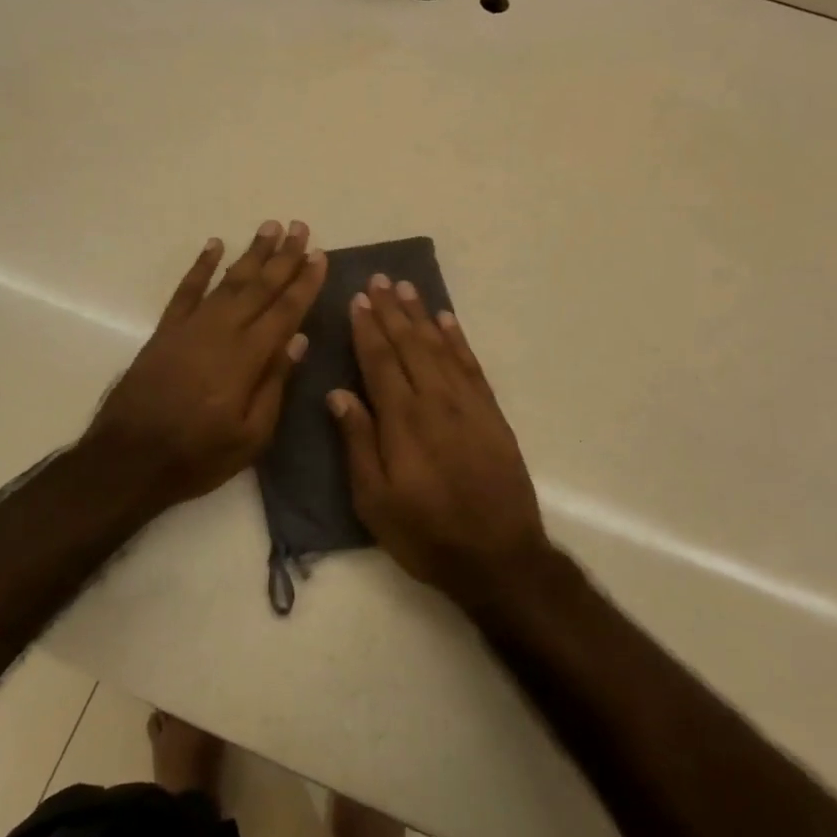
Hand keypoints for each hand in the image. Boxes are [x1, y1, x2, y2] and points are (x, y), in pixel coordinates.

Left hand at [85, 220, 325, 511]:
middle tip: (301, 227)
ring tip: (270, 227)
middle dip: (283, 257)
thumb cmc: (198, 456)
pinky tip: (214, 245)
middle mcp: (221, 332)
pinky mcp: (165, 331)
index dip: (304, 282)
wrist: (127, 460)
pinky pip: (186, 290)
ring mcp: (190, 327)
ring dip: (251, 253)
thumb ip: (275, 384)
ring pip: (228, 281)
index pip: (285, 311)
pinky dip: (201, 266)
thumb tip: (298, 339)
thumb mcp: (251, 436)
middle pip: (259, 287)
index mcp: (247, 358)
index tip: (320, 255)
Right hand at [327, 274, 552, 606]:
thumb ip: (357, 442)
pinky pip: (471, 365)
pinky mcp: (491, 414)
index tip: (357, 299)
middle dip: (392, 311)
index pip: (380, 361)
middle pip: (410, 344)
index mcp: (402, 420)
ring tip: (407, 288)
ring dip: (422, 315)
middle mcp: (435, 401)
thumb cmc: (425, 534)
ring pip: (440, 347)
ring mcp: (468, 404)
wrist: (498, 556)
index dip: (367, 328)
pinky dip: (458, 339)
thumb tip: (338, 394)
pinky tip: (447, 321)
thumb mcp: (374, 501)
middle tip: (379, 280)